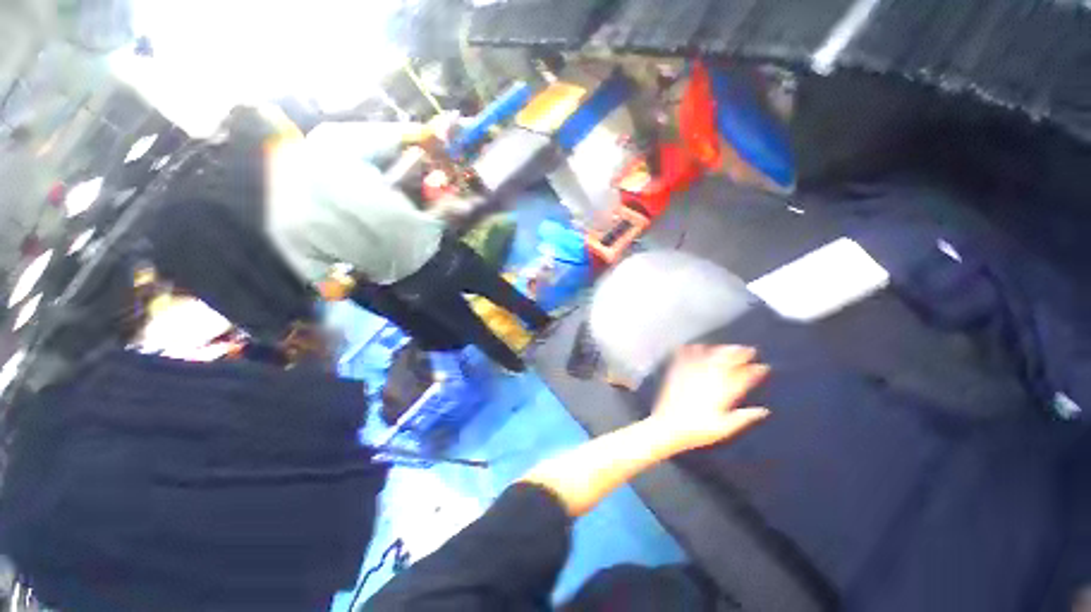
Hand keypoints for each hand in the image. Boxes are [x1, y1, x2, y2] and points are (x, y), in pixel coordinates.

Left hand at [649, 345, 770, 451]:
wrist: (667, 427)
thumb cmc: (696, 432)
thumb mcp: (724, 429)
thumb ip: (744, 418)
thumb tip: (763, 411)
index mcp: (721, 395)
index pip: (742, 379)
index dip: (754, 372)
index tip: (763, 366)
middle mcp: (707, 381)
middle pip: (725, 363)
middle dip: (738, 355)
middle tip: (748, 349)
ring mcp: (691, 375)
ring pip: (707, 357)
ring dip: (719, 350)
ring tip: (727, 347)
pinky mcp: (676, 374)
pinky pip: (686, 358)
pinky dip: (692, 350)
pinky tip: (697, 345)